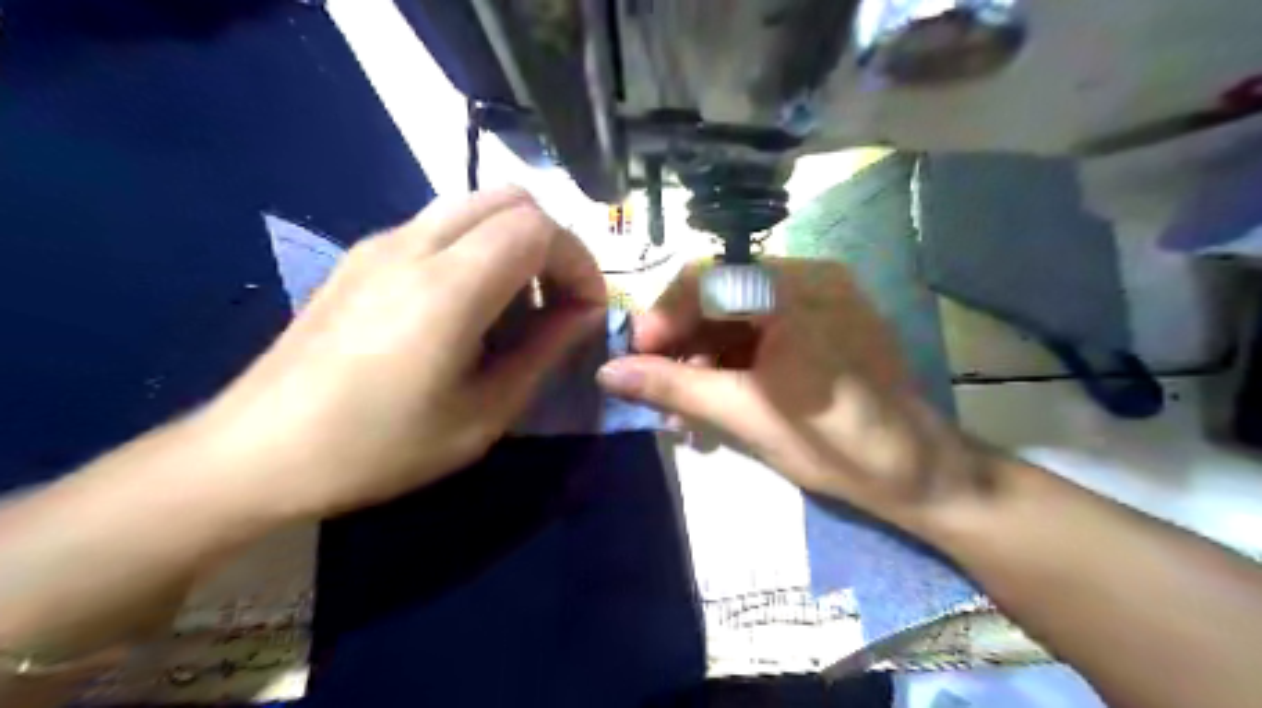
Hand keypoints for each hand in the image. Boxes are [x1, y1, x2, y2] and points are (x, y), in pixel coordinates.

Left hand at [198, 187, 604, 519]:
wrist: (257, 452)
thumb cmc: (379, 448)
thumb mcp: (482, 416)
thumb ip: (543, 354)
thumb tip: (584, 315)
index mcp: (448, 287)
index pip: (540, 229)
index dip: (580, 262)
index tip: (587, 311)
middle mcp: (415, 244)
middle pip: (512, 199)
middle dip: (553, 243)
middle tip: (559, 299)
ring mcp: (381, 243)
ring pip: (475, 205)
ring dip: (515, 241)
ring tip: (518, 303)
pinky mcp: (361, 255)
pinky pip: (440, 225)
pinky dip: (478, 247)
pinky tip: (467, 305)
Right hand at [601, 259, 996, 531]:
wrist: (917, 473)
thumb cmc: (833, 443)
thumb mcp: (743, 414)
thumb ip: (673, 385)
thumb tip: (607, 373)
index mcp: (794, 290)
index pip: (705, 280)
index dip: (663, 318)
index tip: (637, 360)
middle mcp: (809, 276)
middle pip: (721, 295)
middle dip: (683, 342)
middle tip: (658, 387)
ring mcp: (822, 295)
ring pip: (740, 313)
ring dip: (706, 354)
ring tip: (686, 405)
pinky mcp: (827, 318)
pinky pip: (765, 325)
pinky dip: (736, 356)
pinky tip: (720, 393)